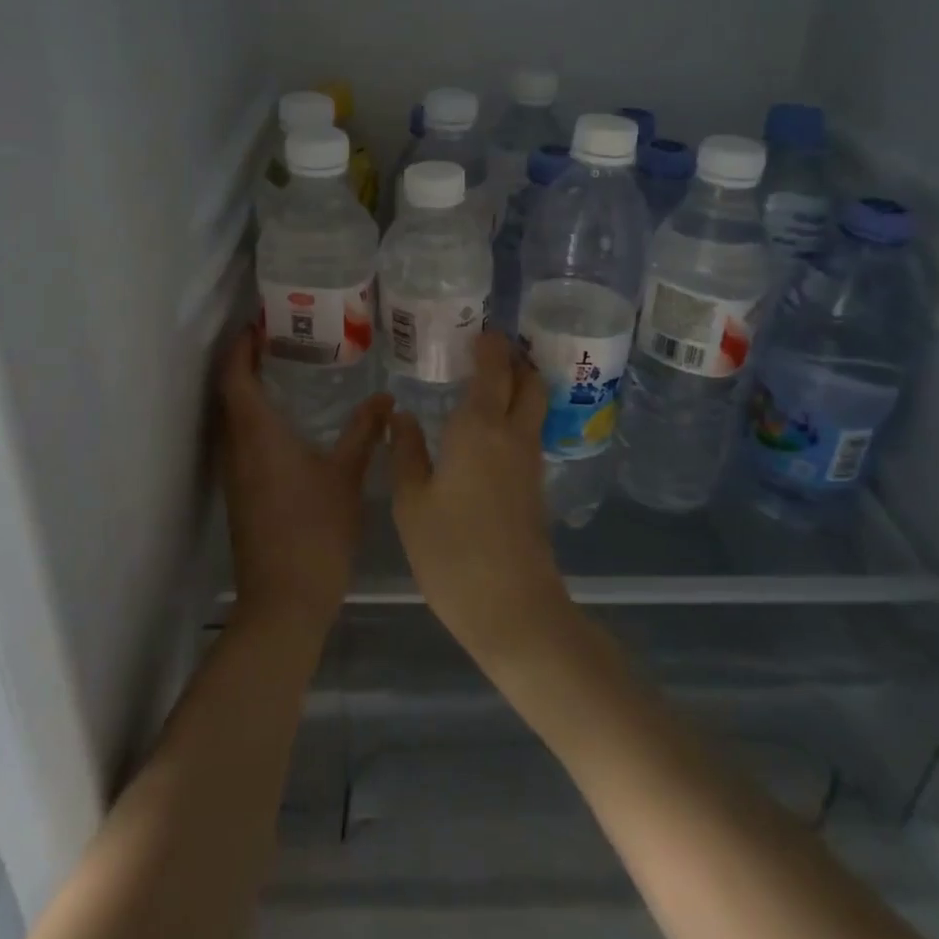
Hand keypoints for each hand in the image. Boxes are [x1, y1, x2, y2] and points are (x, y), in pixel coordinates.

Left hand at [217, 330, 389, 637]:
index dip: (240, 346)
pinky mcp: (240, 494)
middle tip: (279, 339)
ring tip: (285, 371)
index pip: (235, 376)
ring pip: (232, 419)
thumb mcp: (347, 475)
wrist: (284, 600)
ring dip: (248, 391)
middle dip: (245, 362)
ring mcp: (234, 474)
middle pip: (228, 393)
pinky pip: (240, 441)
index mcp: (256, 433)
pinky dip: (255, 419)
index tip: (259, 323)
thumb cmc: (316, 529)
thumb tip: (385, 398)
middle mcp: (236, 447)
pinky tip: (286, 423)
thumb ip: (365, 432)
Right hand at [388, 332, 575, 671]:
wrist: (512, 608)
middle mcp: (513, 434)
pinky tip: (488, 430)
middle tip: (487, 351)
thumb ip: (406, 452)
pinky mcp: (535, 486)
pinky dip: (516, 415)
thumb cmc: (452, 551)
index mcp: (479, 427)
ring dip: (518, 385)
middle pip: (529, 381)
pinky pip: (529, 432)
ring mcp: (530, 461)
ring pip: (534, 406)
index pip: (493, 368)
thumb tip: (402, 415)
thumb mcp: (411, 502)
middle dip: (514, 359)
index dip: (490, 344)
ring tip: (485, 383)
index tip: (478, 329)